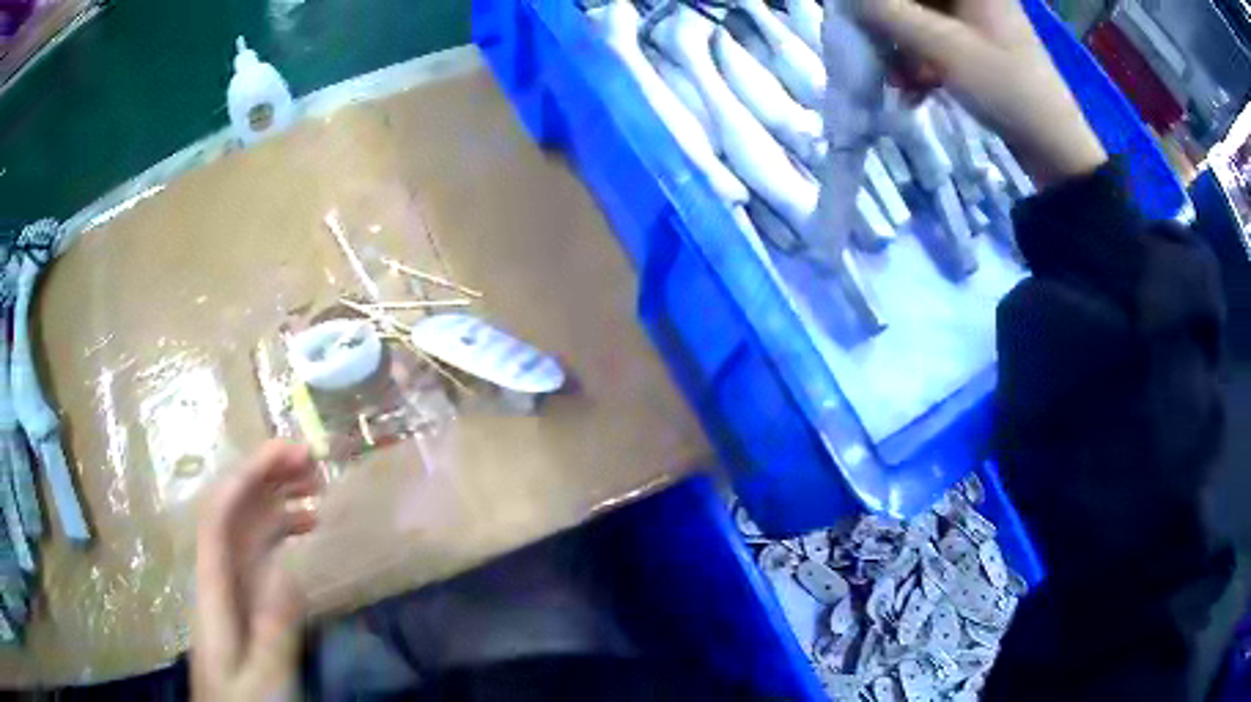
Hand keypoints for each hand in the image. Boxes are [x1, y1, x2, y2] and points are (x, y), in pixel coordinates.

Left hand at [193, 441, 321, 701]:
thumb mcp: (265, 680)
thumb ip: (272, 630)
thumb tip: (287, 568)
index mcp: (213, 589)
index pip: (219, 514)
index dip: (248, 475)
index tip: (288, 453)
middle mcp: (218, 575)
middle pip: (232, 510)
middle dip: (266, 475)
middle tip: (313, 461)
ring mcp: (231, 588)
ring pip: (247, 527)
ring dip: (277, 498)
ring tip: (317, 488)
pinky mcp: (245, 602)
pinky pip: (260, 554)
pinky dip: (282, 532)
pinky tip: (306, 530)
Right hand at [853, 0, 1107, 184]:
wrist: (1055, 147)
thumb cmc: (1006, 88)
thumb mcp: (943, 47)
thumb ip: (887, 13)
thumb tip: (848, 1)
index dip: (884, 2)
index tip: (866, 18)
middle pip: (916, 0)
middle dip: (890, 23)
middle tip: (877, 51)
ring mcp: (977, 20)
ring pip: (922, 19)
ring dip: (902, 47)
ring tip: (897, 81)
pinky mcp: (979, 47)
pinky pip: (937, 41)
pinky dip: (921, 61)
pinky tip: (915, 89)